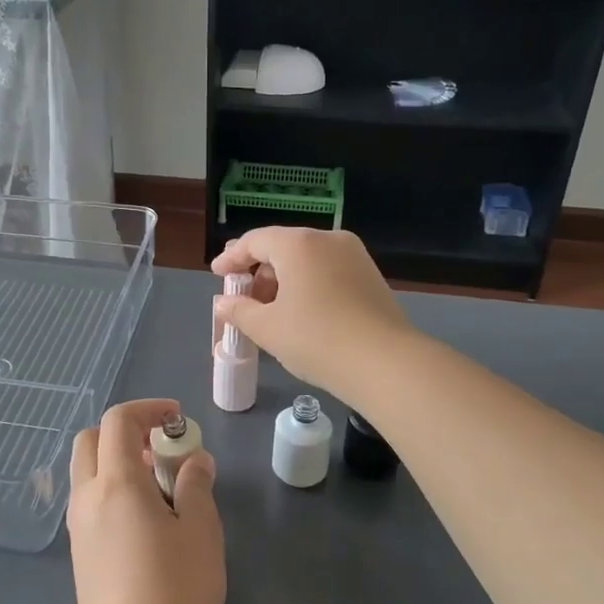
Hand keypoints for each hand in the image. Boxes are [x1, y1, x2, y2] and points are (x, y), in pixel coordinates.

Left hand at [67, 398, 224, 603]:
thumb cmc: (174, 591)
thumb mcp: (201, 532)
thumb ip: (196, 486)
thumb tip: (194, 460)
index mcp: (115, 483)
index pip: (117, 421)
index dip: (148, 409)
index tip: (178, 421)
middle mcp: (87, 498)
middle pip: (90, 441)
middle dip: (125, 432)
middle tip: (162, 450)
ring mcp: (78, 529)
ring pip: (87, 473)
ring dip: (117, 462)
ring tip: (161, 488)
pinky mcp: (80, 556)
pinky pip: (90, 502)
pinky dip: (113, 490)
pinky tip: (147, 522)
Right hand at [211, 227, 414, 404]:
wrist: (385, 364)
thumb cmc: (316, 339)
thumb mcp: (268, 328)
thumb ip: (239, 311)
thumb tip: (223, 303)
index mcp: (298, 244)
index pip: (255, 241)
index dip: (232, 258)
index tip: (217, 275)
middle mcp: (328, 240)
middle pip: (283, 247)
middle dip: (258, 271)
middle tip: (241, 296)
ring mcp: (354, 256)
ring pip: (307, 260)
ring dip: (283, 280)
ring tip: (268, 310)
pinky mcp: (371, 277)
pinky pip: (328, 271)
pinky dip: (307, 285)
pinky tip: (300, 312)